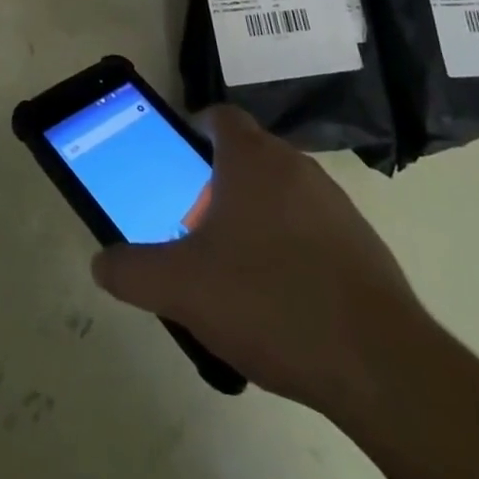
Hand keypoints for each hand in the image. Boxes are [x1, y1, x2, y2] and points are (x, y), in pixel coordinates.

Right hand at [91, 106, 431, 419]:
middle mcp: (296, 166)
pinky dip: (291, 245)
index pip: (221, 116)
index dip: (196, 127)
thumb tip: (101, 262)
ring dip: (256, 213)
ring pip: (282, 191)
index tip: (179, 157)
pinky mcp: (363, 243)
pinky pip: (313, 227)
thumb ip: (132, 271)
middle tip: (196, 223)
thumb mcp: (182, 288)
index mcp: (252, 159)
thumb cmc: (268, 301)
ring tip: (236, 265)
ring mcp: (335, 203)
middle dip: (219, 180)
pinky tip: (281, 296)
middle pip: (249, 154)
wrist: (377, 362)